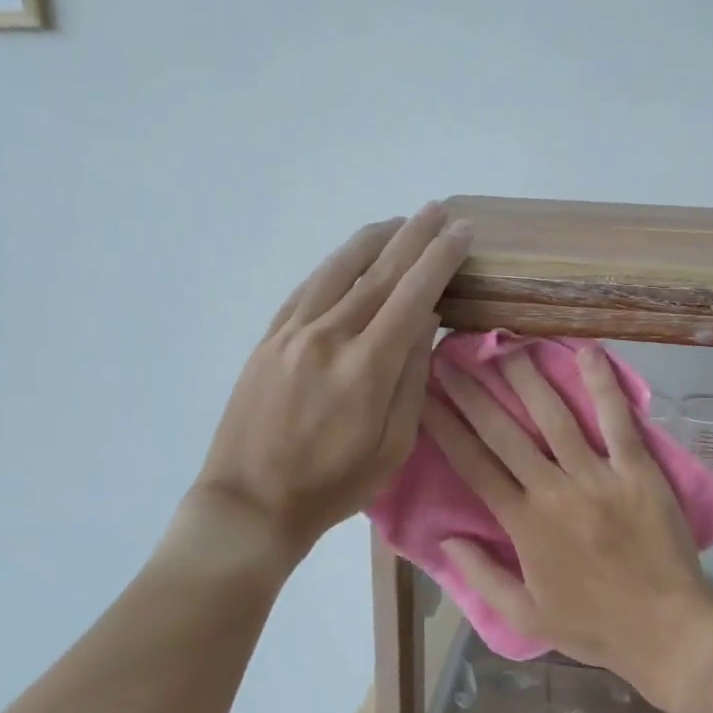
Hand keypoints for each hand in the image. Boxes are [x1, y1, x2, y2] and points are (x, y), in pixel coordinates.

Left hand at [191, 205, 470, 562]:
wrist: (250, 503)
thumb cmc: (333, 484)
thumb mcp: (394, 445)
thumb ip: (412, 377)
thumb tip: (425, 320)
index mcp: (366, 367)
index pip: (413, 295)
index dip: (440, 259)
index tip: (462, 232)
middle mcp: (329, 336)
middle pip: (379, 271)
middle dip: (414, 236)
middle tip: (438, 210)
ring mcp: (293, 332)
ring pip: (339, 269)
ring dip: (374, 239)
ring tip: (400, 221)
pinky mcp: (269, 338)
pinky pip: (308, 287)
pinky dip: (335, 264)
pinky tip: (351, 256)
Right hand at [422, 343, 712, 705]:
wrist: (666, 631)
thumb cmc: (595, 626)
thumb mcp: (525, 617)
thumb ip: (481, 576)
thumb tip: (444, 537)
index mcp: (524, 524)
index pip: (474, 464)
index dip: (447, 426)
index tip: (427, 395)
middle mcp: (554, 490)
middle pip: (505, 432)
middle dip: (474, 392)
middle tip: (453, 357)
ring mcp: (598, 476)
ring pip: (555, 417)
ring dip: (527, 378)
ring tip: (506, 346)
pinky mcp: (637, 470)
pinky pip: (617, 421)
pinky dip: (603, 385)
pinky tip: (587, 352)